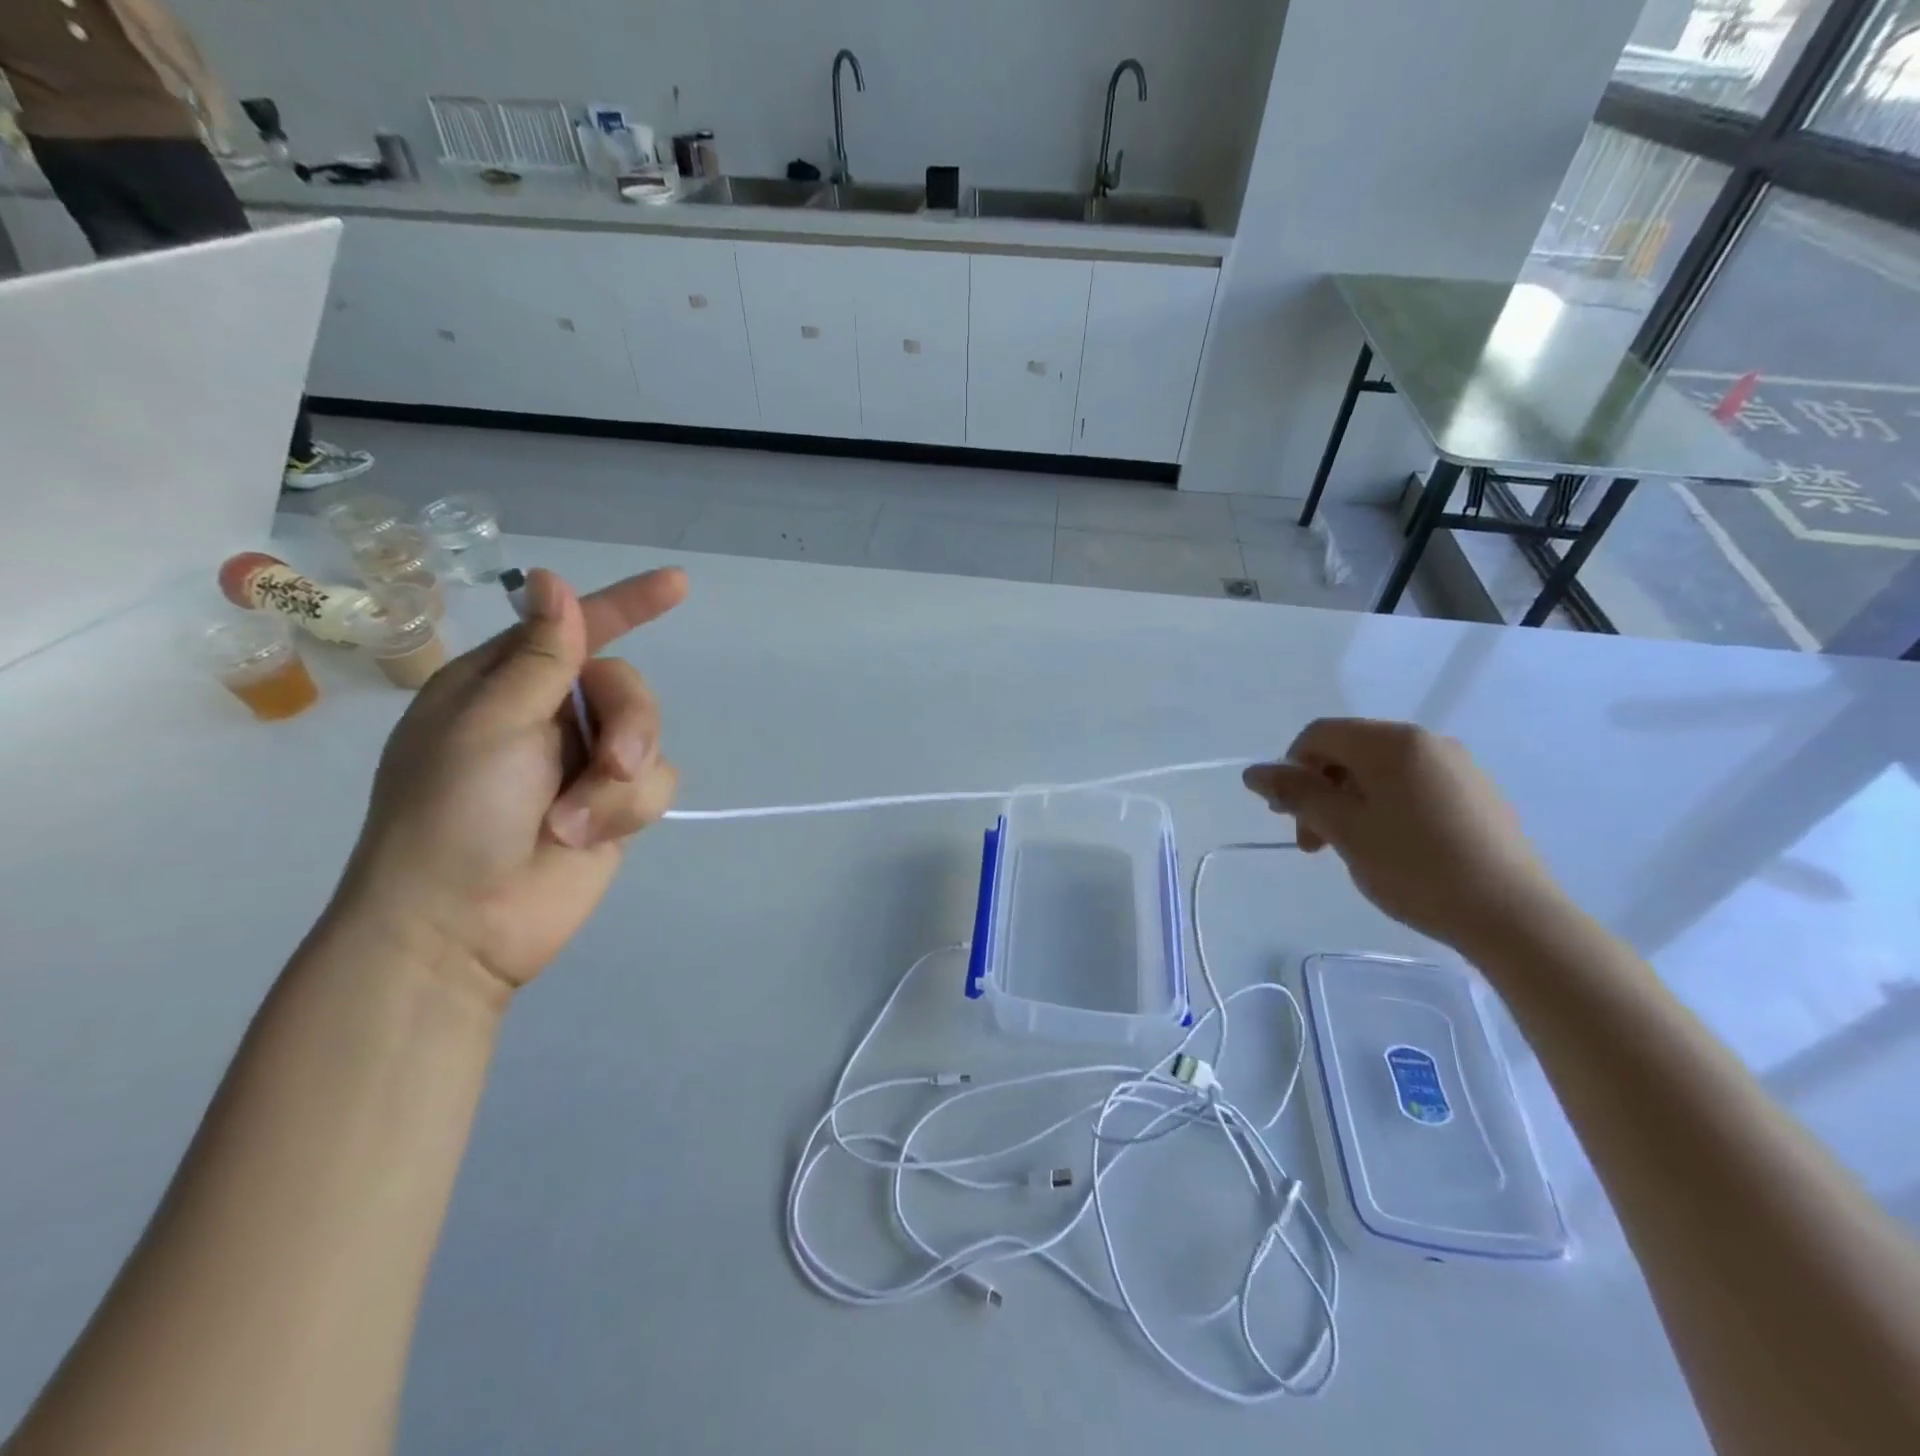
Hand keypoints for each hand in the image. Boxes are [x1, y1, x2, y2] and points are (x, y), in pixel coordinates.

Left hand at [332, 567, 687, 994]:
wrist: (460, 925)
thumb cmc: (453, 814)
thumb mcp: (492, 724)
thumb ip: (541, 657)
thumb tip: (551, 579)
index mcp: (504, 685)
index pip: (575, 629)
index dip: (627, 604)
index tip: (678, 585)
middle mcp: (548, 718)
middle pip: (627, 686)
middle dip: (630, 722)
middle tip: (612, 763)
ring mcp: (583, 764)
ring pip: (650, 737)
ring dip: (621, 780)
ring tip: (577, 821)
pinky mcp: (613, 808)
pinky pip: (656, 784)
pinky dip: (627, 810)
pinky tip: (588, 836)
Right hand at [1242, 718, 1568, 952]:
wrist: (1512, 916)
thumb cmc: (1415, 867)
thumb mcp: (1343, 829)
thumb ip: (1296, 794)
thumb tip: (1254, 772)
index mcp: (1391, 742)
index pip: (1319, 734)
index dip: (1291, 768)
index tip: (1288, 815)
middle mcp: (1426, 741)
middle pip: (1348, 751)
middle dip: (1319, 790)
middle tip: (1312, 841)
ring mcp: (1457, 767)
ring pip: (1380, 771)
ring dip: (1348, 802)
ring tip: (1348, 849)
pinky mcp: (1476, 794)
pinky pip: (1412, 786)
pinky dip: (1384, 808)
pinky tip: (1390, 849)